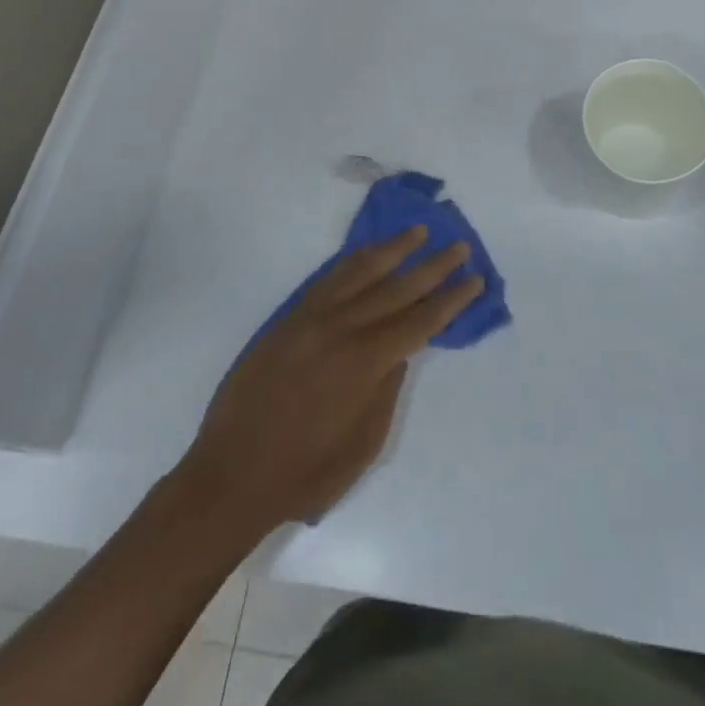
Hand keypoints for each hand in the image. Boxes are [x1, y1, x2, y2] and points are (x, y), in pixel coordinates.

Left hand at [178, 228, 483, 531]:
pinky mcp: (289, 318)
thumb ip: (386, 391)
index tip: (473, 278)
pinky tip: (367, 252)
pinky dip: (351, 261)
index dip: (450, 299)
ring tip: (417, 232)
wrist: (231, 473)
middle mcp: (341, 330)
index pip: (419, 321)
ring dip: (392, 249)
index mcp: (364, 364)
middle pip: (396, 288)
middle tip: (458, 246)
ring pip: (359, 272)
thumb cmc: (304, 473)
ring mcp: (311, 319)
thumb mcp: (362, 444)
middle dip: (432, 266)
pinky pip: (327, 279)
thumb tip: (400, 351)